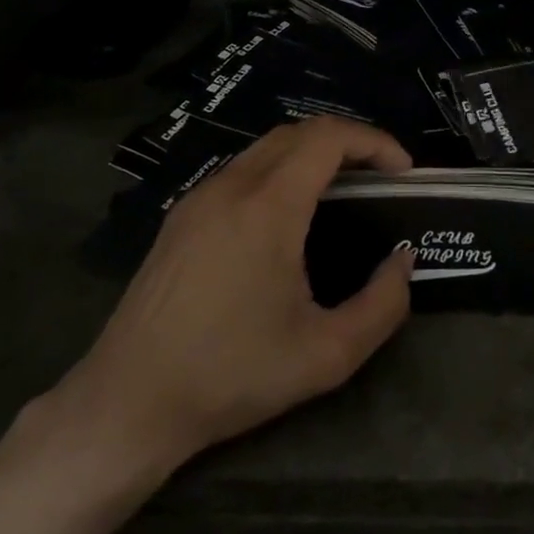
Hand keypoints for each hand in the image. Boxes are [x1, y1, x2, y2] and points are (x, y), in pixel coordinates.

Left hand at [60, 116, 415, 474]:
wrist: (130, 401)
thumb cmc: (232, 375)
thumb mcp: (327, 355)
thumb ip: (382, 305)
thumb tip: (402, 259)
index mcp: (269, 206)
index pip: (328, 137)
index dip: (374, 142)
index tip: (402, 172)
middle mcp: (232, 185)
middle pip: (298, 132)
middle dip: (347, 142)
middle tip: (379, 178)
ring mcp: (200, 196)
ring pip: (266, 147)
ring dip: (310, 153)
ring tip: (342, 191)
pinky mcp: (181, 214)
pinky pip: (240, 169)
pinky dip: (278, 170)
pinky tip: (287, 215)